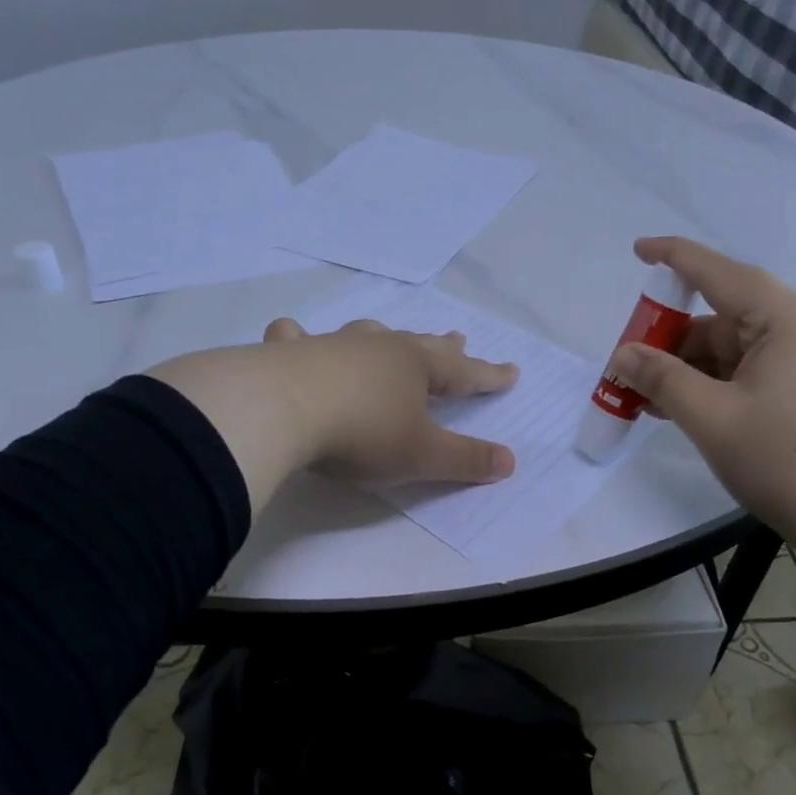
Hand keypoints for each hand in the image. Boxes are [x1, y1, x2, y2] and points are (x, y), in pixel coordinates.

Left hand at [260, 316, 517, 484]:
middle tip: (459, 339)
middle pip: (420, 345)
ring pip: (368, 334)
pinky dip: (298, 336)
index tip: (511, 372)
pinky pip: (297, 338)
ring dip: (385, 336)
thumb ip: (466, 459)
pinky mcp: (291, 353)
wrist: (283, 410)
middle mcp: (379, 347)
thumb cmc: (363, 433)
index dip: (490, 376)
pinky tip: (293, 334)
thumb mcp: (422, 455)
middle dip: (443, 347)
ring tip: (390, 335)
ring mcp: (333, 345)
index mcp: (417, 367)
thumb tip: (509, 461)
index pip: (465, 372)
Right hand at [606, 236, 795, 538]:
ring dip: (698, 370)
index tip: (637, 252)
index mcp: (790, 318)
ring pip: (746, 349)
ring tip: (656, 402)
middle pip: (729, 317)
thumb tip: (623, 355)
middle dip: (675, 341)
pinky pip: (767, 371)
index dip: (673, 258)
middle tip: (632, 372)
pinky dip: (728, 384)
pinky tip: (699, 412)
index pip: (719, 271)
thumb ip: (661, 379)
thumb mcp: (712, 419)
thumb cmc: (790, 461)